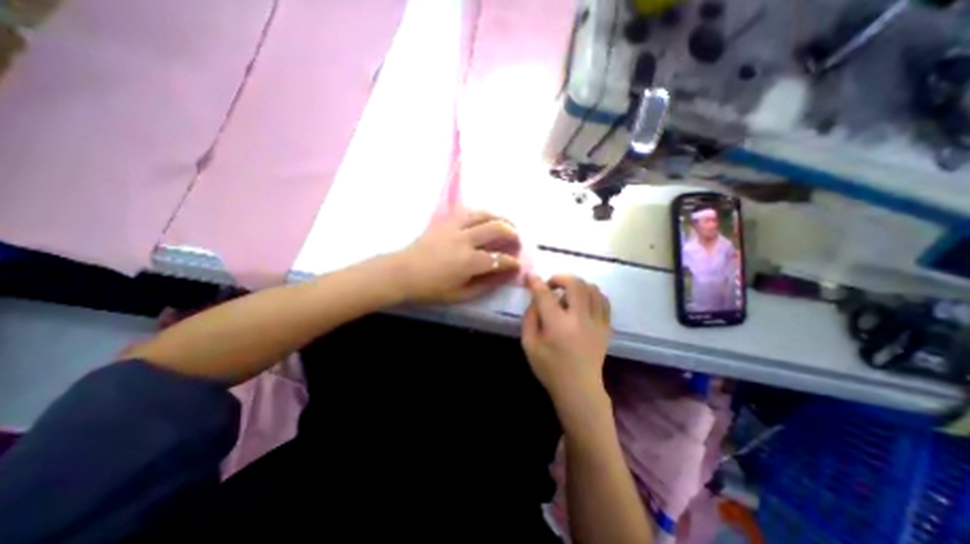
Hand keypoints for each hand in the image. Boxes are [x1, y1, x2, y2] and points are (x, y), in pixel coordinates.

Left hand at [392, 208, 522, 303]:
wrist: (402, 272)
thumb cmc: (430, 288)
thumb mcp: (461, 295)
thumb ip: (487, 284)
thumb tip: (506, 275)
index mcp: (468, 262)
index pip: (499, 259)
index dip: (512, 262)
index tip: (518, 264)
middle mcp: (464, 240)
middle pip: (496, 228)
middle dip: (512, 233)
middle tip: (518, 240)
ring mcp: (454, 227)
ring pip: (484, 214)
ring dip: (500, 217)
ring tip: (508, 224)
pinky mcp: (445, 220)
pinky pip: (468, 211)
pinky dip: (482, 213)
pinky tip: (487, 218)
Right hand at [524, 276, 611, 411]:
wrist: (579, 389)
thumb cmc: (549, 368)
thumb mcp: (529, 344)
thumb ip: (530, 318)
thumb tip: (536, 299)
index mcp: (557, 326)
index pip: (545, 295)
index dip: (536, 282)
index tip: (530, 276)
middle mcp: (580, 320)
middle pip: (575, 284)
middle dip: (560, 278)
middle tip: (552, 285)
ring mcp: (597, 323)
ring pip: (592, 289)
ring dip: (577, 285)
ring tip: (567, 294)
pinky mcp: (606, 327)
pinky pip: (604, 300)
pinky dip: (592, 294)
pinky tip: (583, 301)